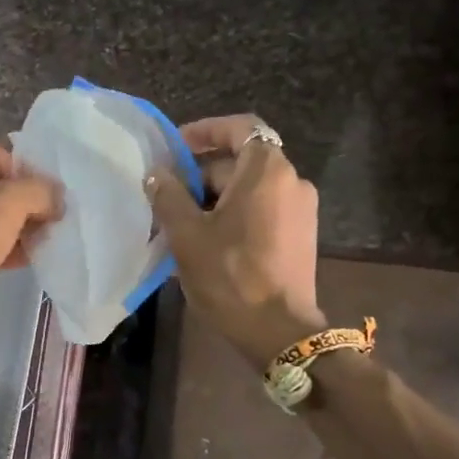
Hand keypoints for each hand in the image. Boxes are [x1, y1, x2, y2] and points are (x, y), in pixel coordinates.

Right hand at [147, 115, 325, 364]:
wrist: (279, 332)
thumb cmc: (231, 276)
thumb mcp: (188, 235)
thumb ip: (169, 195)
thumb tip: (156, 173)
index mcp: (267, 171)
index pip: (239, 127)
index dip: (205, 130)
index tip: (175, 147)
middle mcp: (292, 181)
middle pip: (242, 160)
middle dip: (203, 172)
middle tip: (168, 193)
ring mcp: (301, 210)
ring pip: (251, 188)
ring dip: (216, 196)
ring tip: (181, 221)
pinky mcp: (301, 235)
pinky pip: (264, 209)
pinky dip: (236, 214)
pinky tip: (208, 240)